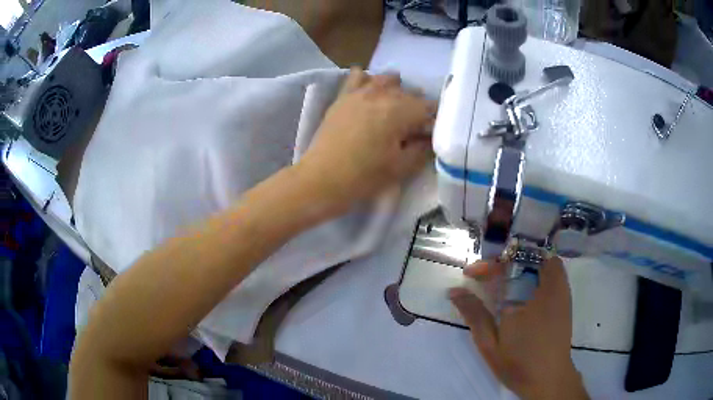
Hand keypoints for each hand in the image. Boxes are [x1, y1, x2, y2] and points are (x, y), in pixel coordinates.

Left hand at [297, 68, 434, 212]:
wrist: (323, 178)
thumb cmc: (365, 176)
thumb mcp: (401, 167)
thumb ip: (421, 149)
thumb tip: (429, 138)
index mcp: (399, 111)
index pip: (427, 107)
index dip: (433, 118)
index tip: (432, 130)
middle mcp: (381, 95)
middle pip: (407, 93)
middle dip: (416, 105)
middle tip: (415, 124)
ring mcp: (359, 93)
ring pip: (385, 80)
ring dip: (396, 89)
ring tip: (396, 103)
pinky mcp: (343, 97)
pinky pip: (356, 77)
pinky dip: (366, 78)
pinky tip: (369, 86)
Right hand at [449, 258, 588, 399]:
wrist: (548, 379)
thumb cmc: (518, 363)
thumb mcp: (489, 343)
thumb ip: (474, 314)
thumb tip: (455, 291)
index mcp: (527, 298)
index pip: (507, 265)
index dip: (487, 266)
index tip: (470, 274)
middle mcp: (547, 288)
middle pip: (527, 256)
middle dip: (504, 261)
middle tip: (486, 277)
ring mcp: (560, 292)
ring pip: (543, 260)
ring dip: (521, 263)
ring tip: (502, 281)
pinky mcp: (565, 300)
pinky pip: (553, 271)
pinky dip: (536, 271)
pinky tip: (523, 291)